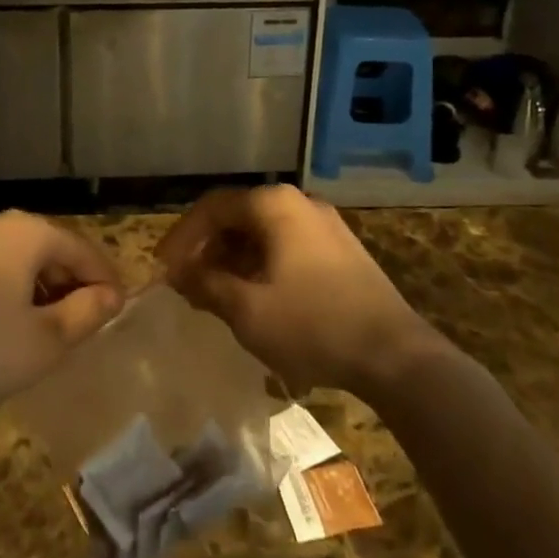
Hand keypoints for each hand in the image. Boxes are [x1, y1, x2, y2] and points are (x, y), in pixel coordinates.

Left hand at [0, 211, 123, 417]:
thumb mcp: (46, 340)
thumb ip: (86, 313)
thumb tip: (110, 296)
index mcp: (26, 232)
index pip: (81, 250)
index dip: (104, 280)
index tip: (118, 309)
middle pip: (48, 249)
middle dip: (70, 283)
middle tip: (86, 321)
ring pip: (16, 260)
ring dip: (39, 289)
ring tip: (49, 327)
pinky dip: (7, 291)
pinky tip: (6, 327)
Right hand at [156, 186, 442, 396]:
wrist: (395, 354)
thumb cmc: (313, 325)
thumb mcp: (247, 310)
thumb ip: (206, 284)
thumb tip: (177, 273)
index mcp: (274, 205)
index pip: (213, 207)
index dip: (182, 236)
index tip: (163, 268)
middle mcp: (299, 202)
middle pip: (238, 216)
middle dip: (207, 248)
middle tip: (186, 282)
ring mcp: (324, 224)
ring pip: (263, 232)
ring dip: (233, 258)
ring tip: (214, 293)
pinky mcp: (340, 249)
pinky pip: (286, 245)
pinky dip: (260, 264)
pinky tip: (254, 296)